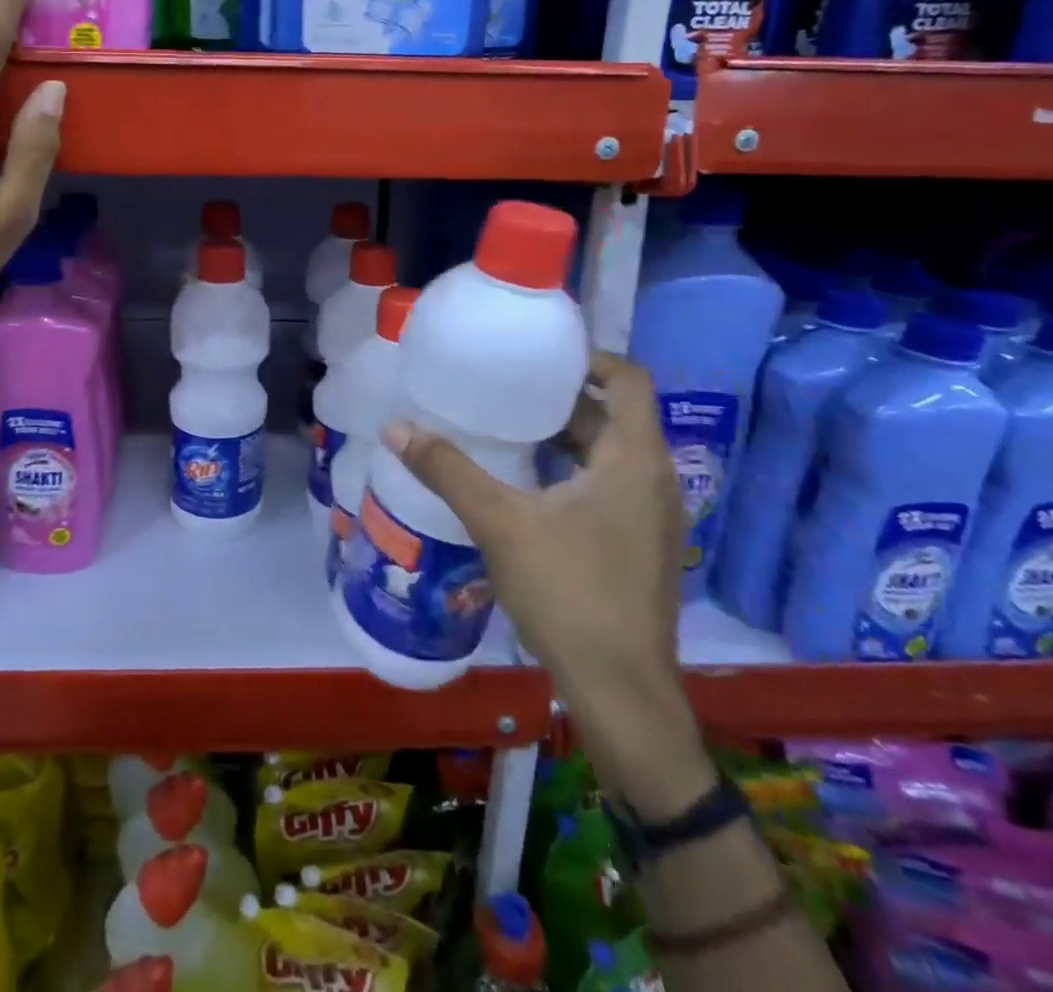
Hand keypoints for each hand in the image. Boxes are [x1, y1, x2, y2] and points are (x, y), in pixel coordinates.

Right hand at [384, 352, 714, 818]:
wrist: (621, 693)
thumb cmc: (569, 593)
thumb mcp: (500, 523)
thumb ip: (448, 470)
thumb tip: (397, 426)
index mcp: (635, 460)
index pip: (628, 380)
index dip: (588, 359)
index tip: (539, 358)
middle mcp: (655, 481)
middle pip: (616, 416)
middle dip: (564, 399)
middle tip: (508, 390)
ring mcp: (652, 519)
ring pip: (611, 456)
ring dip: (567, 438)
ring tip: (509, 430)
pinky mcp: (641, 548)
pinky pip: (609, 488)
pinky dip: (573, 473)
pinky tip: (528, 488)